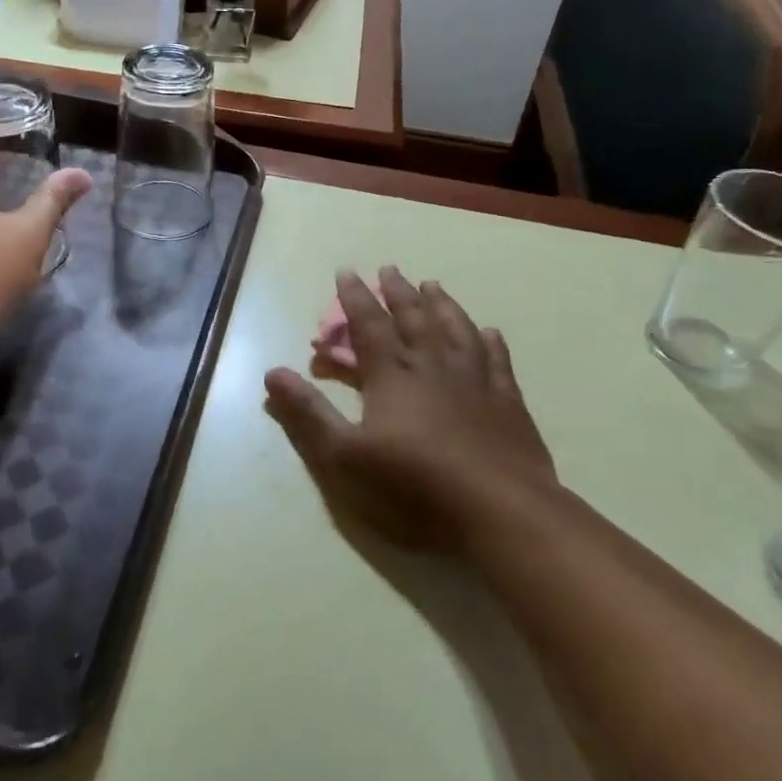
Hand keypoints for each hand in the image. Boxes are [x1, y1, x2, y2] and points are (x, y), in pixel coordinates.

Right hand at [264, 268, 555, 554]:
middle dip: (398, 292)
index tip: (347, 271)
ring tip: (433, 285)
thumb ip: (308, 413)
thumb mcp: (344, 456)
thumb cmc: (413, 485)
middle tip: (390, 268)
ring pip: (456, 329)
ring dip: (442, 305)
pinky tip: (489, 332)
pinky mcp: (508, 403)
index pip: (369, 324)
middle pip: (413, 318)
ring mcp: (475, 381)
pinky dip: (490, 342)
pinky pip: (497, 360)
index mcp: (392, 375)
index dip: (355, 297)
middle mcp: (433, 366)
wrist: (499, 511)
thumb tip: (273, 372)